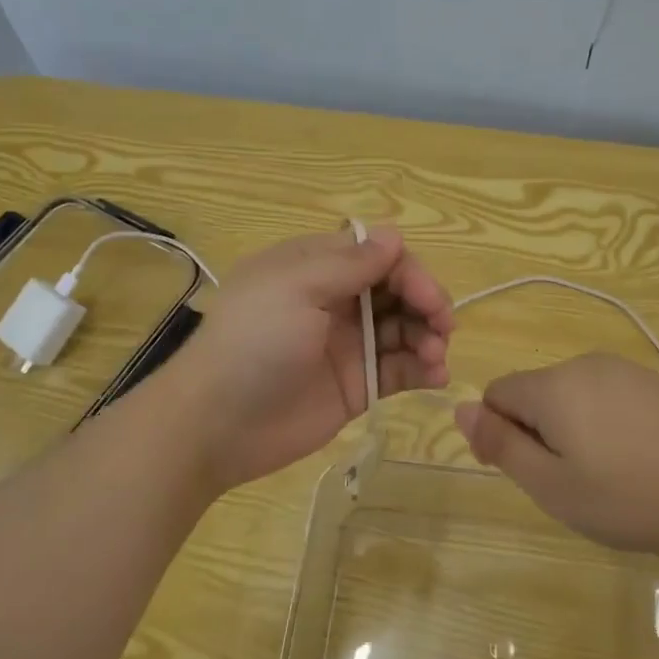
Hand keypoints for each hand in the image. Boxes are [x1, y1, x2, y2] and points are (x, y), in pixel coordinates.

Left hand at [170, 226, 454, 493]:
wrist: (217, 423)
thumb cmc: (254, 342)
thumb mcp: (296, 288)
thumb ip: (349, 264)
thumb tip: (393, 235)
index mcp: (315, 268)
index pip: (377, 255)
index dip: (408, 271)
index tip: (427, 297)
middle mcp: (335, 301)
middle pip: (397, 290)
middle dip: (426, 303)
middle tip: (442, 327)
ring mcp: (347, 344)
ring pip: (403, 329)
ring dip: (428, 337)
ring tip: (435, 358)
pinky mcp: (357, 386)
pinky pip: (399, 369)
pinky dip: (423, 369)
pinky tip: (436, 377)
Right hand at [453, 352, 658, 557]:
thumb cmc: (628, 498)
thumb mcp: (551, 485)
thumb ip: (500, 443)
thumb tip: (460, 408)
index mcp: (552, 386)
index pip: (497, 393)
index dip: (498, 432)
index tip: (527, 473)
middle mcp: (584, 364)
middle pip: (535, 392)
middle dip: (538, 431)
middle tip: (570, 482)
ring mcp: (625, 369)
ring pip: (572, 394)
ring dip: (572, 427)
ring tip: (607, 474)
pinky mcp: (656, 381)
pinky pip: (608, 396)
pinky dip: (607, 422)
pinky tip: (639, 458)